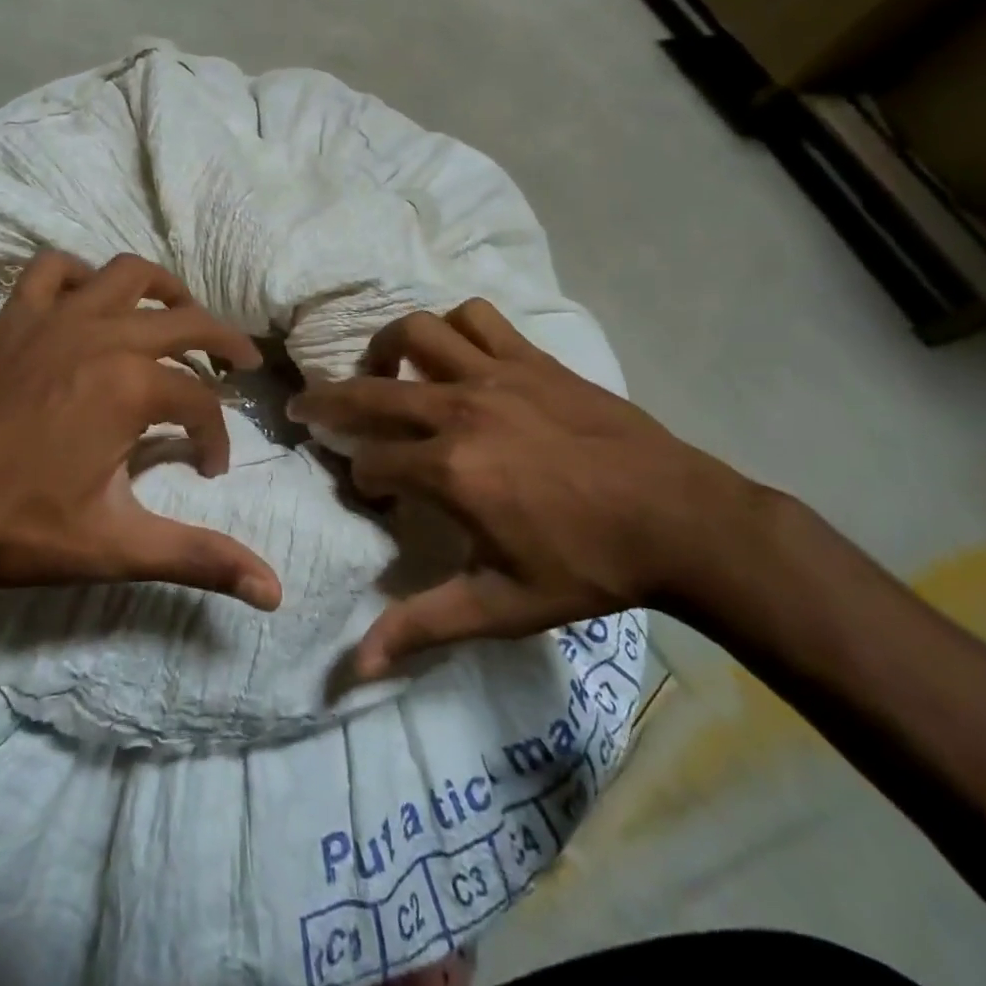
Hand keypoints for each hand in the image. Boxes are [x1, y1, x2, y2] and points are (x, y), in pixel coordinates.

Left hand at [0, 251, 283, 611]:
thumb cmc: (18, 528)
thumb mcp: (118, 546)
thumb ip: (200, 558)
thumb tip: (275, 591)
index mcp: (132, 387)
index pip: (201, 405)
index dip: (216, 438)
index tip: (209, 469)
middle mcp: (103, 336)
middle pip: (187, 323)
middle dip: (225, 345)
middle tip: (241, 366)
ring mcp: (54, 319)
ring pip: (129, 274)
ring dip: (166, 291)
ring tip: (181, 317)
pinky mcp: (13, 318)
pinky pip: (53, 270)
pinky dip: (81, 276)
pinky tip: (90, 301)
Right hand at [287, 300, 769, 676]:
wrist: (679, 520)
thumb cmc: (587, 566)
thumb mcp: (502, 606)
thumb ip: (423, 626)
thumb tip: (356, 667)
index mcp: (449, 470)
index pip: (370, 462)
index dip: (362, 479)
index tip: (375, 494)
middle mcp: (459, 409)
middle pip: (370, 390)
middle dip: (327, 400)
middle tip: (305, 406)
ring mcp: (496, 375)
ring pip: (416, 331)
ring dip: (388, 347)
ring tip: (385, 370)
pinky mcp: (532, 358)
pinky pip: (477, 318)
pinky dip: (454, 327)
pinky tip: (455, 354)